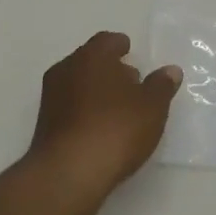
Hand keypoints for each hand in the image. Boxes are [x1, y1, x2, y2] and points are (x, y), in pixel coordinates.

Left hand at [28, 32, 181, 201]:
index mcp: (92, 56)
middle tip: (131, 82)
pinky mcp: (44, 124)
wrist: (68, 173)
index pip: (107, 40)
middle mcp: (66, 69)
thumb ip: (161, 86)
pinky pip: (70, 106)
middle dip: (109, 68)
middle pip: (90, 60)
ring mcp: (51, 97)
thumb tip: (170, 70)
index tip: (131, 53)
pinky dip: (84, 110)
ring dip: (96, 90)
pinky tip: (100, 127)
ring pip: (77, 83)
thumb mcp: (151, 107)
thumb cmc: (115, 128)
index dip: (121, 46)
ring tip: (119, 108)